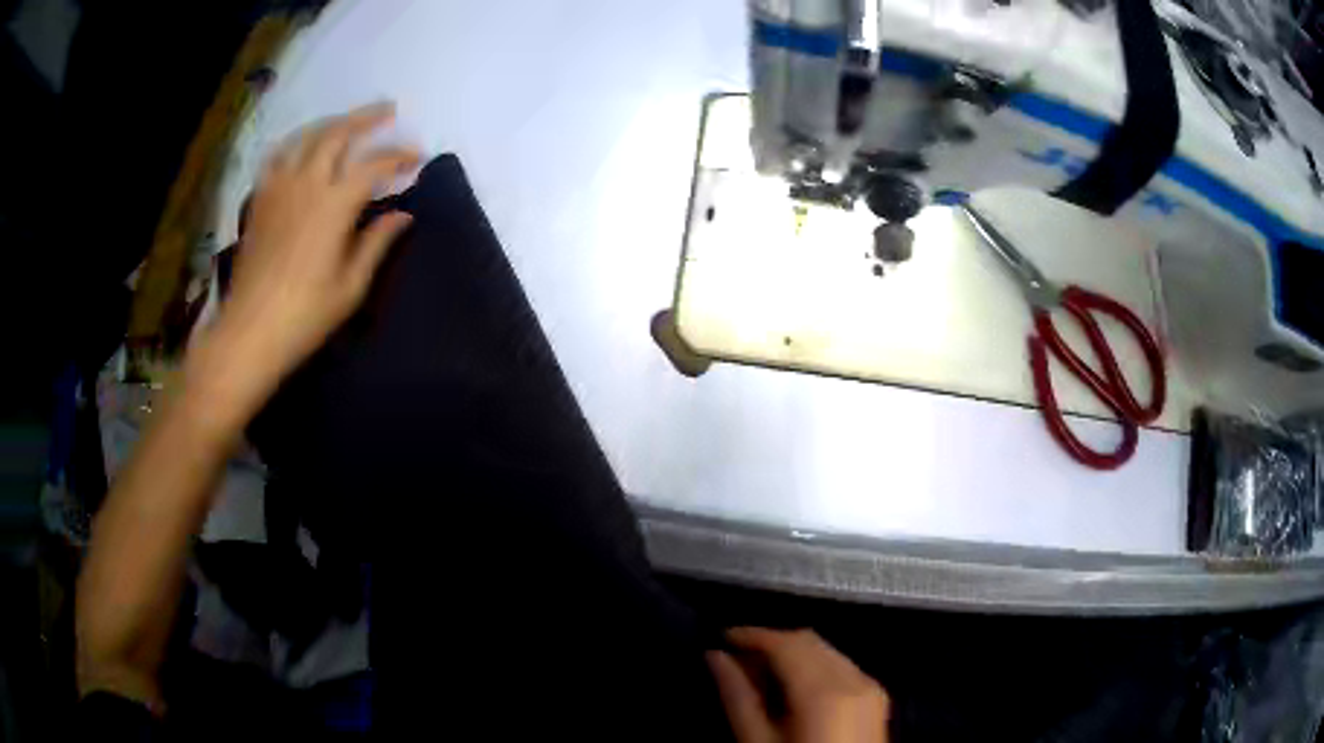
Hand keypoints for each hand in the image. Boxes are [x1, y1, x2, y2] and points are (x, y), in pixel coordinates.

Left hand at [205, 102, 419, 403]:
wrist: (250, 331)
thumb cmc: (304, 315)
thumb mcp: (350, 286)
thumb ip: (377, 243)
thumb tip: (403, 215)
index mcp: (334, 204)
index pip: (374, 165)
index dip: (399, 156)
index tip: (418, 157)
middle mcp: (306, 184)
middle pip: (338, 134)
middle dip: (366, 118)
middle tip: (387, 111)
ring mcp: (279, 188)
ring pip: (306, 137)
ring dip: (331, 123)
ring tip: (346, 121)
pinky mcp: (260, 199)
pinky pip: (278, 156)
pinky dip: (296, 143)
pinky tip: (302, 147)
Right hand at [707, 628, 889, 742]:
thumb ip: (738, 698)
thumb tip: (716, 659)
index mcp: (825, 690)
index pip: (785, 642)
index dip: (751, 634)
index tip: (723, 636)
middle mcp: (855, 679)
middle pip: (808, 640)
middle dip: (771, 642)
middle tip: (735, 657)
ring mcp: (871, 687)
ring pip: (827, 650)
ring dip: (792, 654)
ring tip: (759, 673)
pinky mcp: (876, 698)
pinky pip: (842, 666)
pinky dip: (814, 666)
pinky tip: (792, 687)